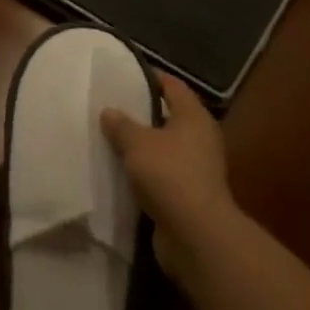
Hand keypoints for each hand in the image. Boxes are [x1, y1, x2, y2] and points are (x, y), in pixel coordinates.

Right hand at [100, 73, 236, 281]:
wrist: (196, 235)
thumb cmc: (169, 175)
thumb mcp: (137, 143)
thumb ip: (121, 125)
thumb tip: (108, 111)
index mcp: (194, 117)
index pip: (173, 86)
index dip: (151, 77)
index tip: (126, 73)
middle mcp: (200, 138)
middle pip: (170, 116)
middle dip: (143, 112)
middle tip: (113, 105)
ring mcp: (198, 168)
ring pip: (165, 147)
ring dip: (144, 145)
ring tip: (112, 137)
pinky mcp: (189, 195)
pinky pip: (163, 173)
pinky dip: (146, 171)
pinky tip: (122, 170)